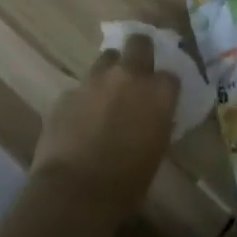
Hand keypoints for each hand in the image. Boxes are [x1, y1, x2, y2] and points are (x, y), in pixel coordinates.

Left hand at [32, 34, 177, 218]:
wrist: (74, 192)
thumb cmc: (127, 181)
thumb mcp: (156, 149)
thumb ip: (157, 121)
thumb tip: (153, 115)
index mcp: (158, 91)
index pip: (170, 75)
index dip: (165, 86)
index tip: (161, 98)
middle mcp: (128, 75)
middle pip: (139, 43)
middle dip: (139, 52)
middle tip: (136, 73)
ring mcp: (94, 80)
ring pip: (106, 59)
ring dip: (109, 73)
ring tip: (106, 96)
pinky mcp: (66, 93)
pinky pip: (81, 88)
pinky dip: (85, 98)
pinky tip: (81, 120)